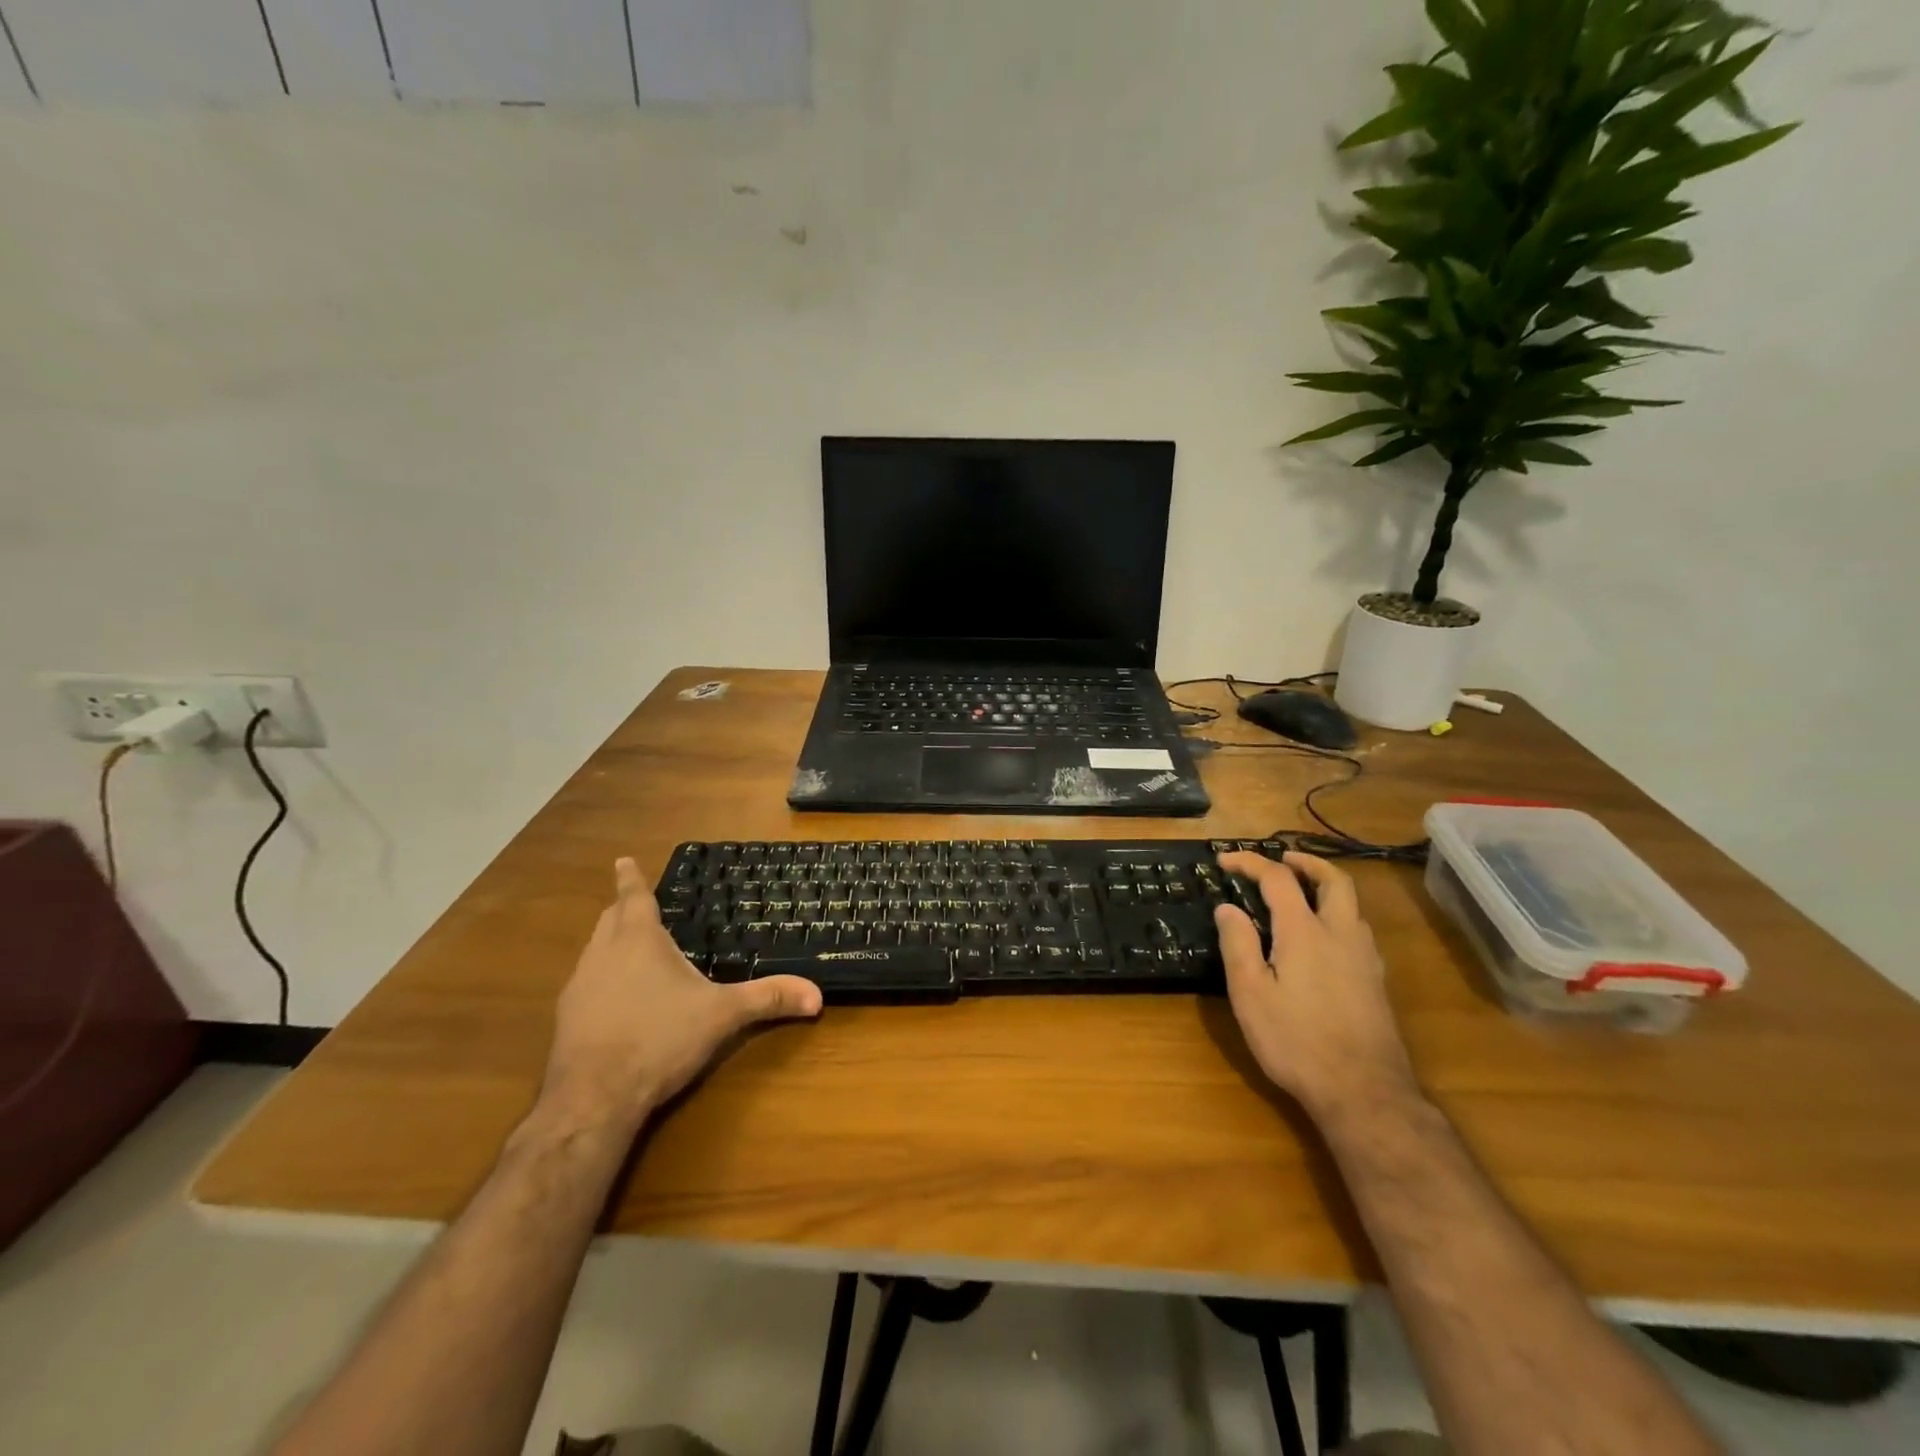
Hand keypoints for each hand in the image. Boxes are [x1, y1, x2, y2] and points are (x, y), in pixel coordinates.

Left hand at [538, 858, 822, 1133]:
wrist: (593, 1098)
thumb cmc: (660, 1038)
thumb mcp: (722, 1015)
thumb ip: (768, 999)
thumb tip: (817, 995)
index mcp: (638, 939)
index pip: (634, 897)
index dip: (631, 878)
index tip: (623, 859)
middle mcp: (602, 954)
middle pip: (609, 919)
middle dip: (622, 909)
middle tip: (637, 904)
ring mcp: (579, 987)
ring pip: (594, 951)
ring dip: (610, 945)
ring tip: (632, 952)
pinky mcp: (565, 1020)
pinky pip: (585, 985)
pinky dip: (602, 981)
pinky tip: (618, 1003)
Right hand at [1214, 851, 1418, 1125]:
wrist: (1364, 1092)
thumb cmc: (1296, 1041)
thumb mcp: (1250, 994)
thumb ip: (1238, 944)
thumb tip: (1228, 907)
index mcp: (1305, 932)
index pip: (1278, 879)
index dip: (1250, 862)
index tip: (1225, 861)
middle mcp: (1340, 934)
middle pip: (1334, 880)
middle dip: (1307, 862)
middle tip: (1282, 859)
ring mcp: (1365, 958)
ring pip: (1352, 905)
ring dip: (1325, 887)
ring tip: (1300, 895)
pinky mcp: (1376, 982)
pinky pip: (1358, 930)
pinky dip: (1337, 915)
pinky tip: (1323, 939)